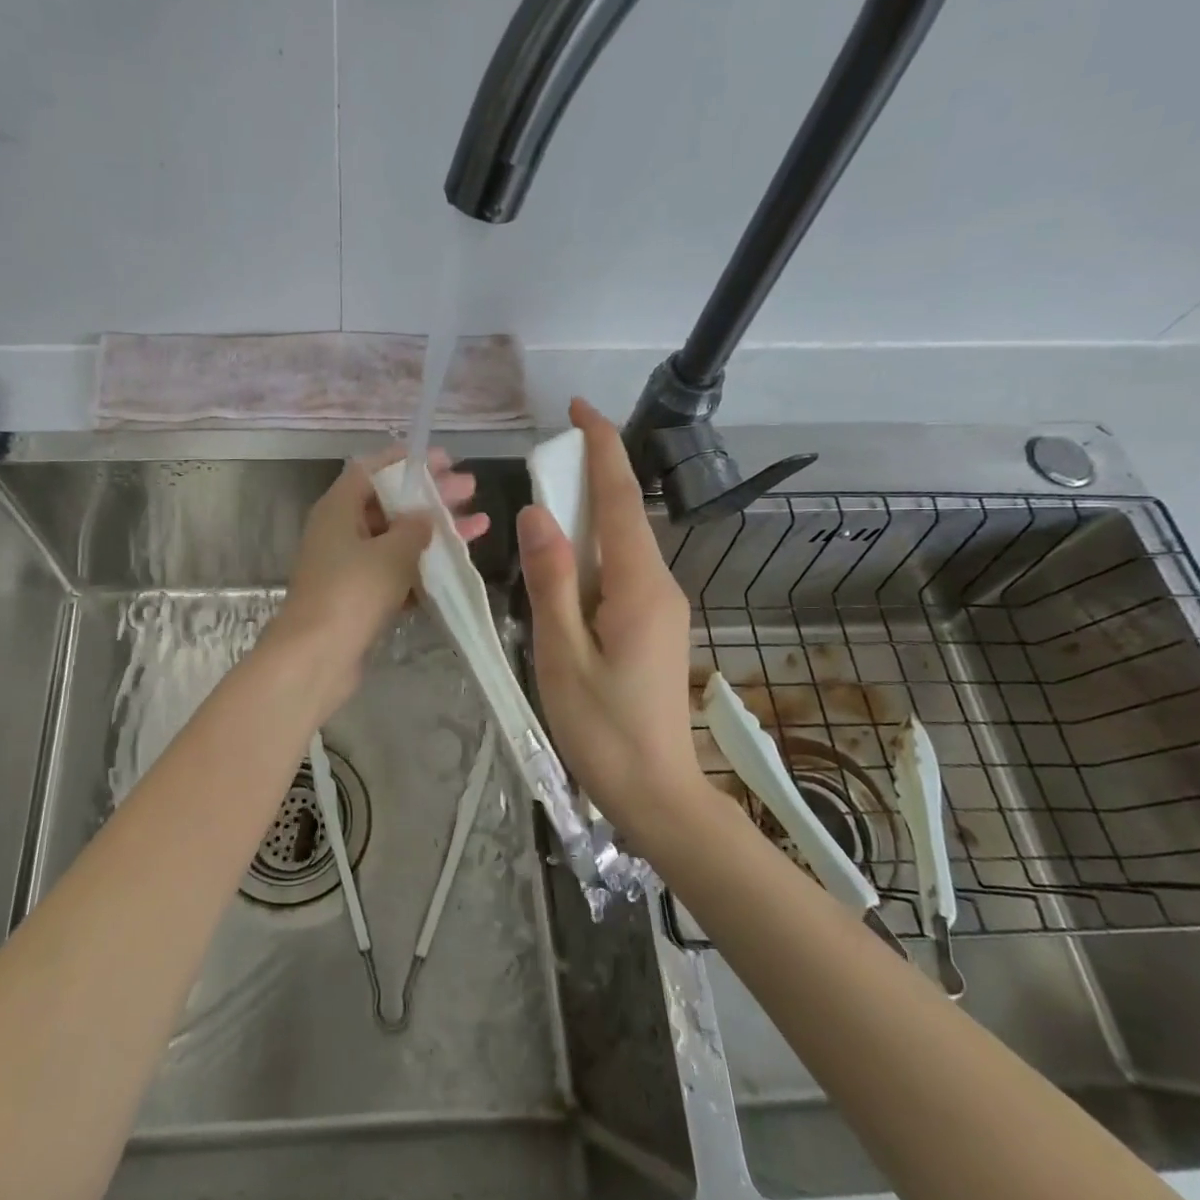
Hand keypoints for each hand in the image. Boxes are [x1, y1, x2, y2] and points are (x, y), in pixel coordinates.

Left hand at [267, 444, 487, 709]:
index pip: (373, 469)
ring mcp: (348, 565)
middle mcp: (340, 530)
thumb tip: (425, 516)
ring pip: (396, 538)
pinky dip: (423, 565)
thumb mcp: (391, 552)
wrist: (316, 657)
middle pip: (390, 502)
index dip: (408, 462)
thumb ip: (414, 528)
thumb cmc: (352, 591)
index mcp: (338, 507)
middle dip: (431, 496)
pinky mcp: (358, 596)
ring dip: (435, 532)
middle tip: (470, 488)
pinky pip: (395, 570)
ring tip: (479, 524)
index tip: (445, 460)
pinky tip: (457, 564)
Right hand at [518, 399, 702, 845]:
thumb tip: (538, 514)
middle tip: (541, 461)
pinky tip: (562, 566)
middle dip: (588, 475)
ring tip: (543, 510)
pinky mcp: (654, 624)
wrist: (658, 792)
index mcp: (638, 586)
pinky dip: (591, 551)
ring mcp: (661, 605)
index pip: (620, 498)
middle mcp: (659, 584)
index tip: (578, 407)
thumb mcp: (562, 655)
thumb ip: (551, 581)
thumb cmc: (603, 730)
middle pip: (623, 514)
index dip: (602, 446)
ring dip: (586, 515)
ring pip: (621, 542)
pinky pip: (621, 570)